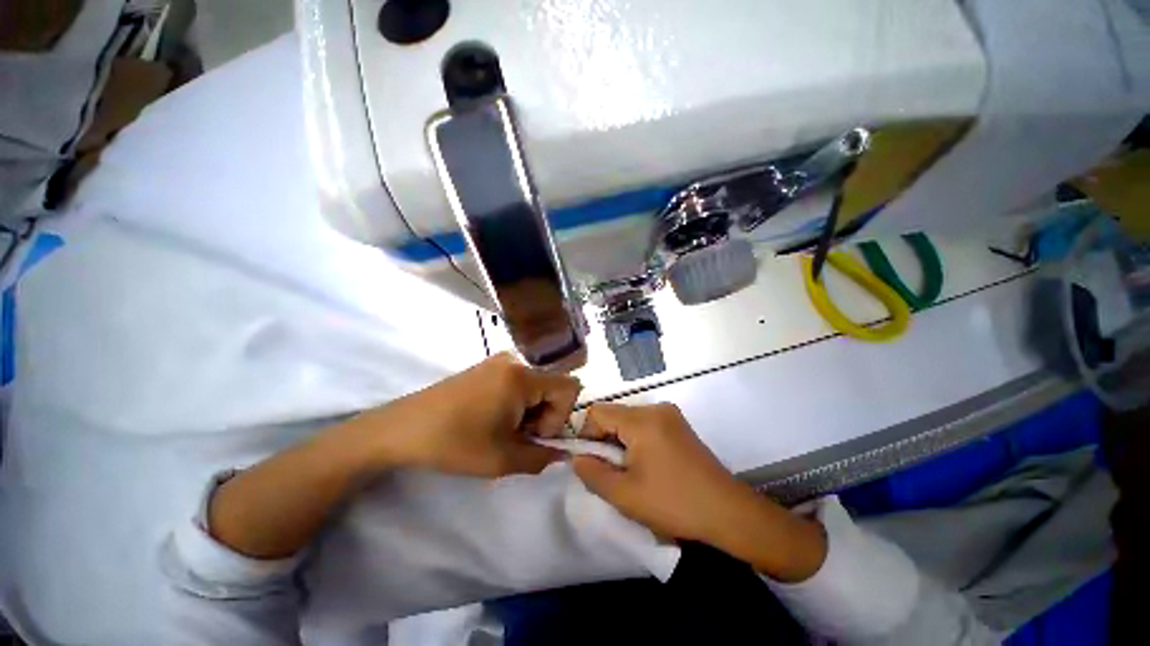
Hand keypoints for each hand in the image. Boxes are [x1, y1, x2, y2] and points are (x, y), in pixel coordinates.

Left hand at [370, 353, 580, 477]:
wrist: (402, 428)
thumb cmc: (455, 442)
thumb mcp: (503, 459)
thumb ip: (542, 458)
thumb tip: (561, 453)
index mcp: (522, 377)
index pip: (569, 388)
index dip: (560, 417)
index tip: (534, 436)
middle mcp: (515, 361)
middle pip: (553, 386)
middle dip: (544, 416)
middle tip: (517, 437)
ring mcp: (499, 361)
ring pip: (536, 385)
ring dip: (529, 411)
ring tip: (501, 430)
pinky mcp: (487, 367)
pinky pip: (518, 382)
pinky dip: (516, 402)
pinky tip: (491, 418)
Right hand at [571, 403, 826, 581]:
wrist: (728, 512)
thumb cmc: (673, 503)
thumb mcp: (624, 495)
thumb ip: (592, 473)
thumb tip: (577, 458)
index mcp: (642, 419)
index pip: (597, 412)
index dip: (586, 435)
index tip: (592, 462)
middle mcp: (655, 408)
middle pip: (614, 414)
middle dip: (604, 440)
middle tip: (612, 471)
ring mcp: (670, 414)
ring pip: (628, 420)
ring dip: (620, 441)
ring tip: (630, 472)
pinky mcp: (678, 424)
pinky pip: (645, 424)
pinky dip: (636, 440)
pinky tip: (647, 466)